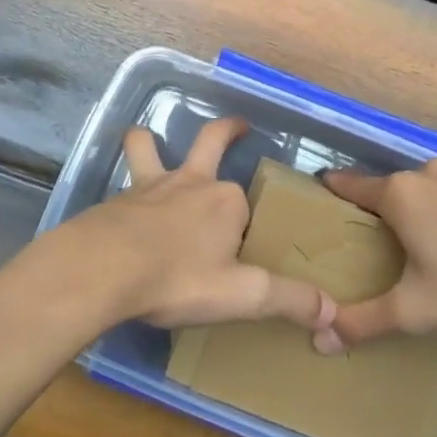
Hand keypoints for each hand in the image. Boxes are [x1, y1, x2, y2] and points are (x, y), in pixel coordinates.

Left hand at [50, 117, 336, 332]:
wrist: (104, 268)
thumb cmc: (178, 278)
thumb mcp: (241, 295)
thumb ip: (287, 299)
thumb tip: (332, 310)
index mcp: (225, 202)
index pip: (245, 206)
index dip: (245, 226)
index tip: (243, 251)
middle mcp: (191, 183)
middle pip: (211, 143)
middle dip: (228, 131)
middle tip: (239, 126)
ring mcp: (150, 187)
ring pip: (149, 150)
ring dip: (149, 141)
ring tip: (147, 139)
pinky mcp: (117, 200)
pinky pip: (123, 185)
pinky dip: (124, 188)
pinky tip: (119, 209)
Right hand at [313, 158, 436, 351]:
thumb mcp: (416, 310)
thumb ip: (364, 322)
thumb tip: (319, 340)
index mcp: (399, 193)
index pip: (349, 185)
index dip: (330, 194)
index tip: (316, 206)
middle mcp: (425, 173)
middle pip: (386, 190)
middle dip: (374, 213)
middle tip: (367, 247)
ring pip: (421, 191)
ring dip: (412, 212)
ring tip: (412, 248)